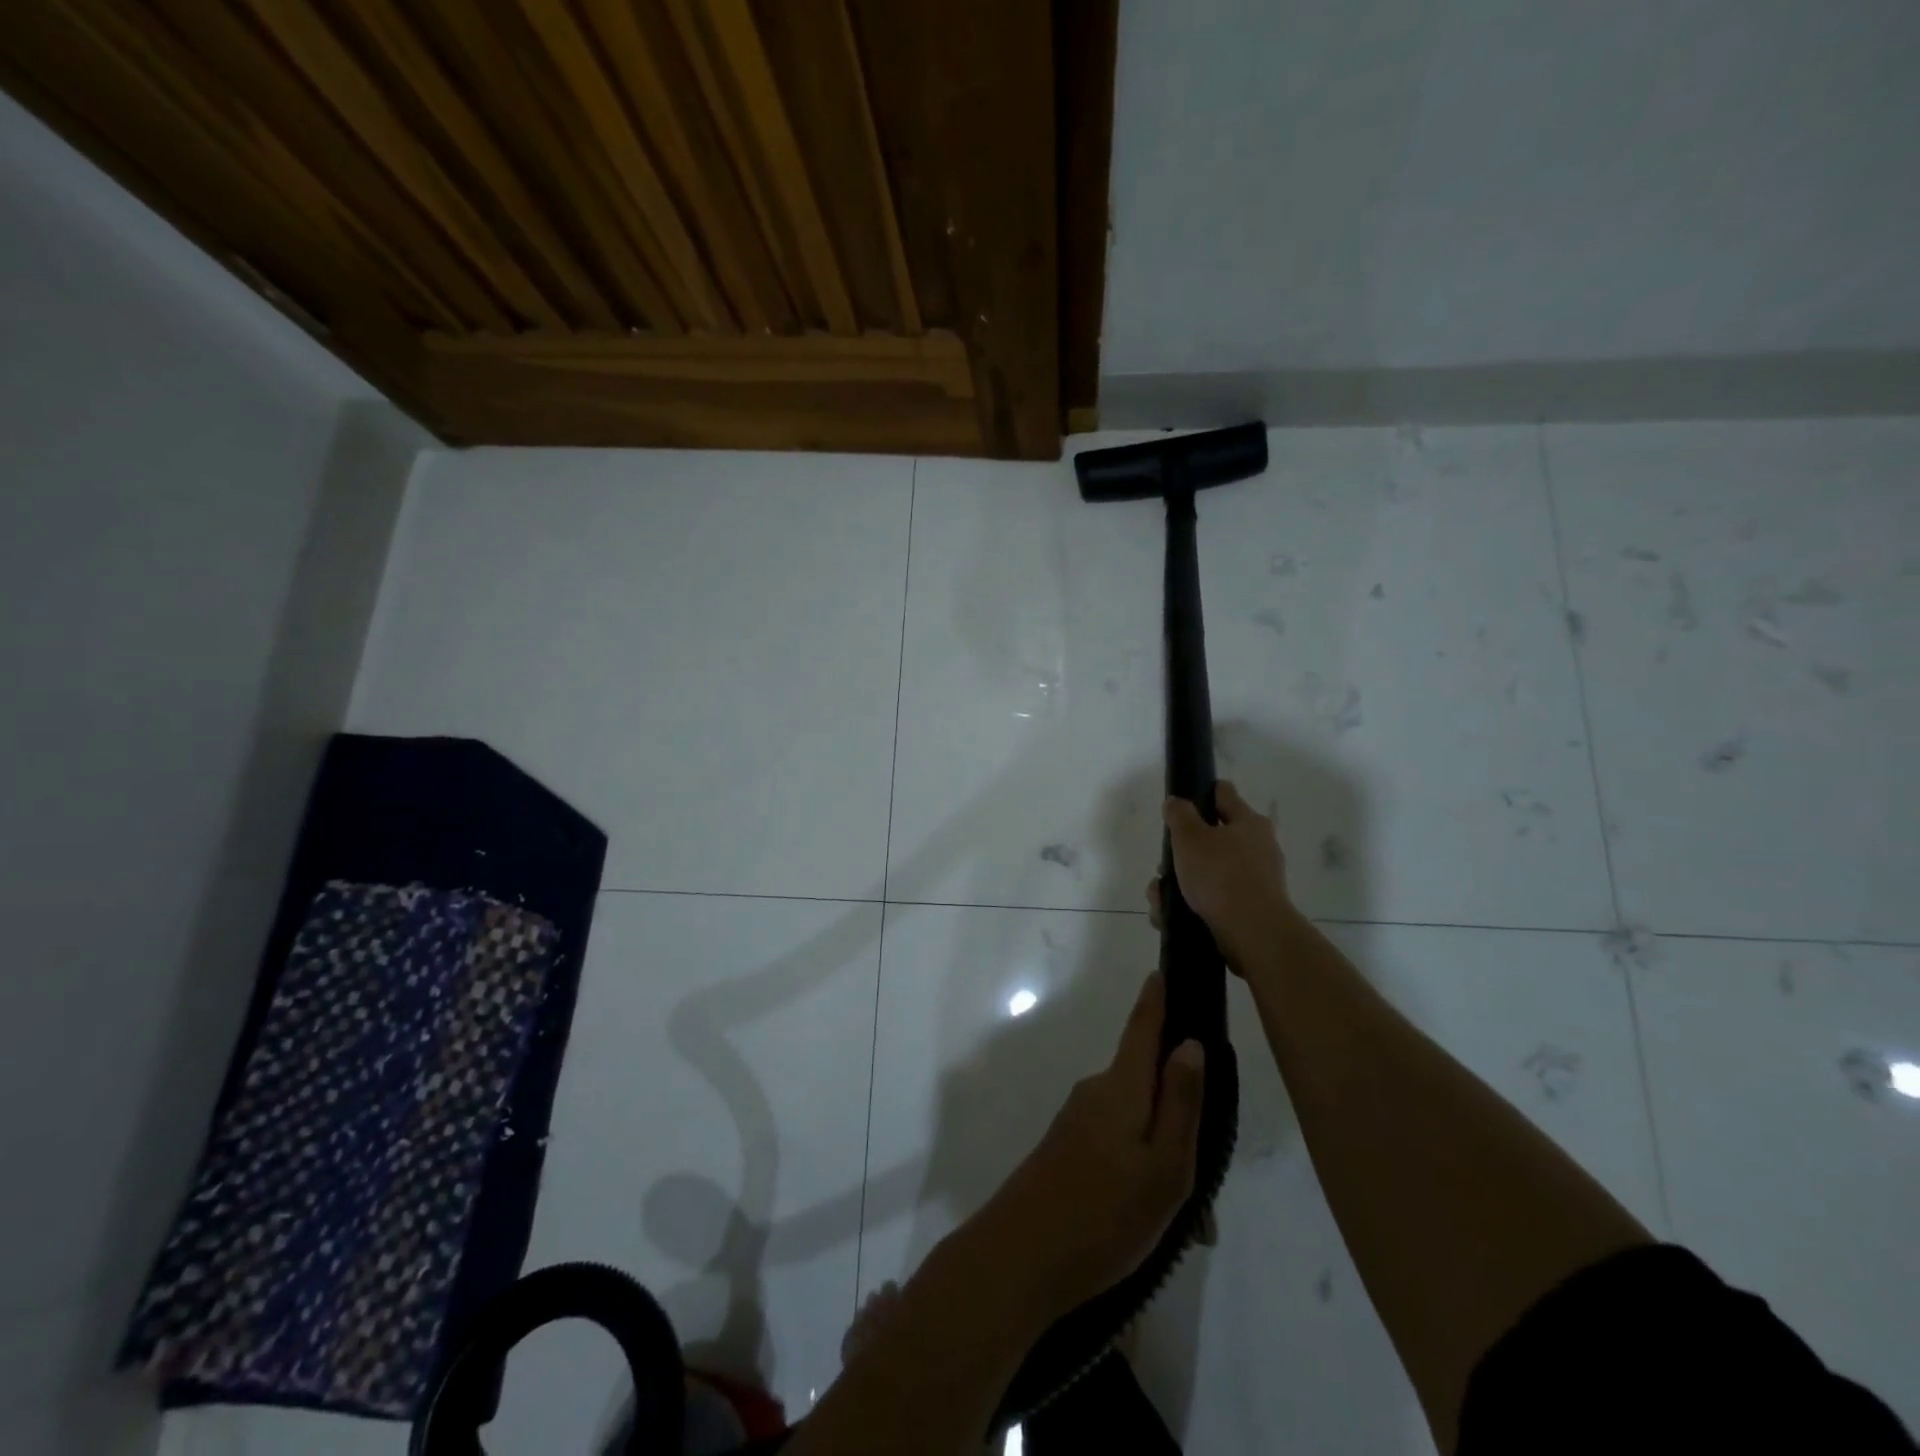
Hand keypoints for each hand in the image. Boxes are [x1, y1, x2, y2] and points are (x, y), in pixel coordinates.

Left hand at [969, 973, 1204, 1318]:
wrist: (1020, 1258)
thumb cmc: (1105, 1214)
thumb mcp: (1163, 1167)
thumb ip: (1179, 1102)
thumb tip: (1190, 1044)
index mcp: (1120, 1087)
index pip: (1142, 1028)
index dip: (1156, 999)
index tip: (1164, 968)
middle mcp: (1095, 1092)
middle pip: (1147, 1084)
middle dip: (1178, 1111)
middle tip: (1206, 1175)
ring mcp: (1076, 1121)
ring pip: (1135, 1123)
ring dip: (1162, 1156)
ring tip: (1187, 1219)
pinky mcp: (1066, 1149)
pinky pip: (1116, 1145)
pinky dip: (1140, 1172)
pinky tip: (1150, 1222)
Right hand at [1150, 780, 1295, 971]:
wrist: (1253, 933)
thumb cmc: (1220, 875)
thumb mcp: (1190, 837)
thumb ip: (1179, 815)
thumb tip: (1176, 802)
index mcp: (1248, 822)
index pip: (1222, 793)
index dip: (1199, 793)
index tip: (1178, 806)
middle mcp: (1257, 847)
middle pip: (1211, 839)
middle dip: (1182, 853)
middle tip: (1164, 866)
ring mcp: (1256, 880)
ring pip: (1207, 873)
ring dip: (1180, 883)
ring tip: (1160, 898)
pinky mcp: (1249, 909)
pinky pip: (1213, 900)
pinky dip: (1190, 905)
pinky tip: (1170, 915)